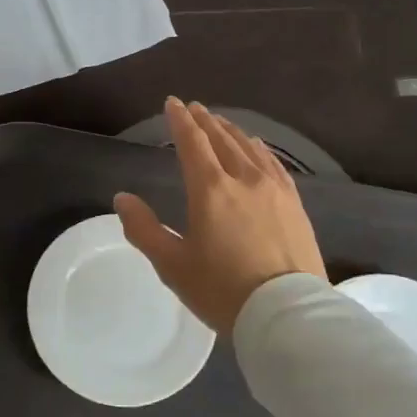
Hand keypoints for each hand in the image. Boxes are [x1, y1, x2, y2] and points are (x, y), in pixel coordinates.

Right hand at [114, 99, 324, 334]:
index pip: (193, 143)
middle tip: (195, 107)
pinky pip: (273, 164)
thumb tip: (122, 198)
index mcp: (210, 190)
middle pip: (222, 139)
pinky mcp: (294, 204)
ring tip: (221, 123)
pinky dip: (259, 149)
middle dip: (205, 121)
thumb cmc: (222, 290)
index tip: (173, 103)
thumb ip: (144, 229)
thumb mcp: (172, 265)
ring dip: (232, 131)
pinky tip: (257, 149)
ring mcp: (274, 189)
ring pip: (250, 148)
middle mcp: (244, 179)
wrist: (286, 313)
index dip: (181, 121)